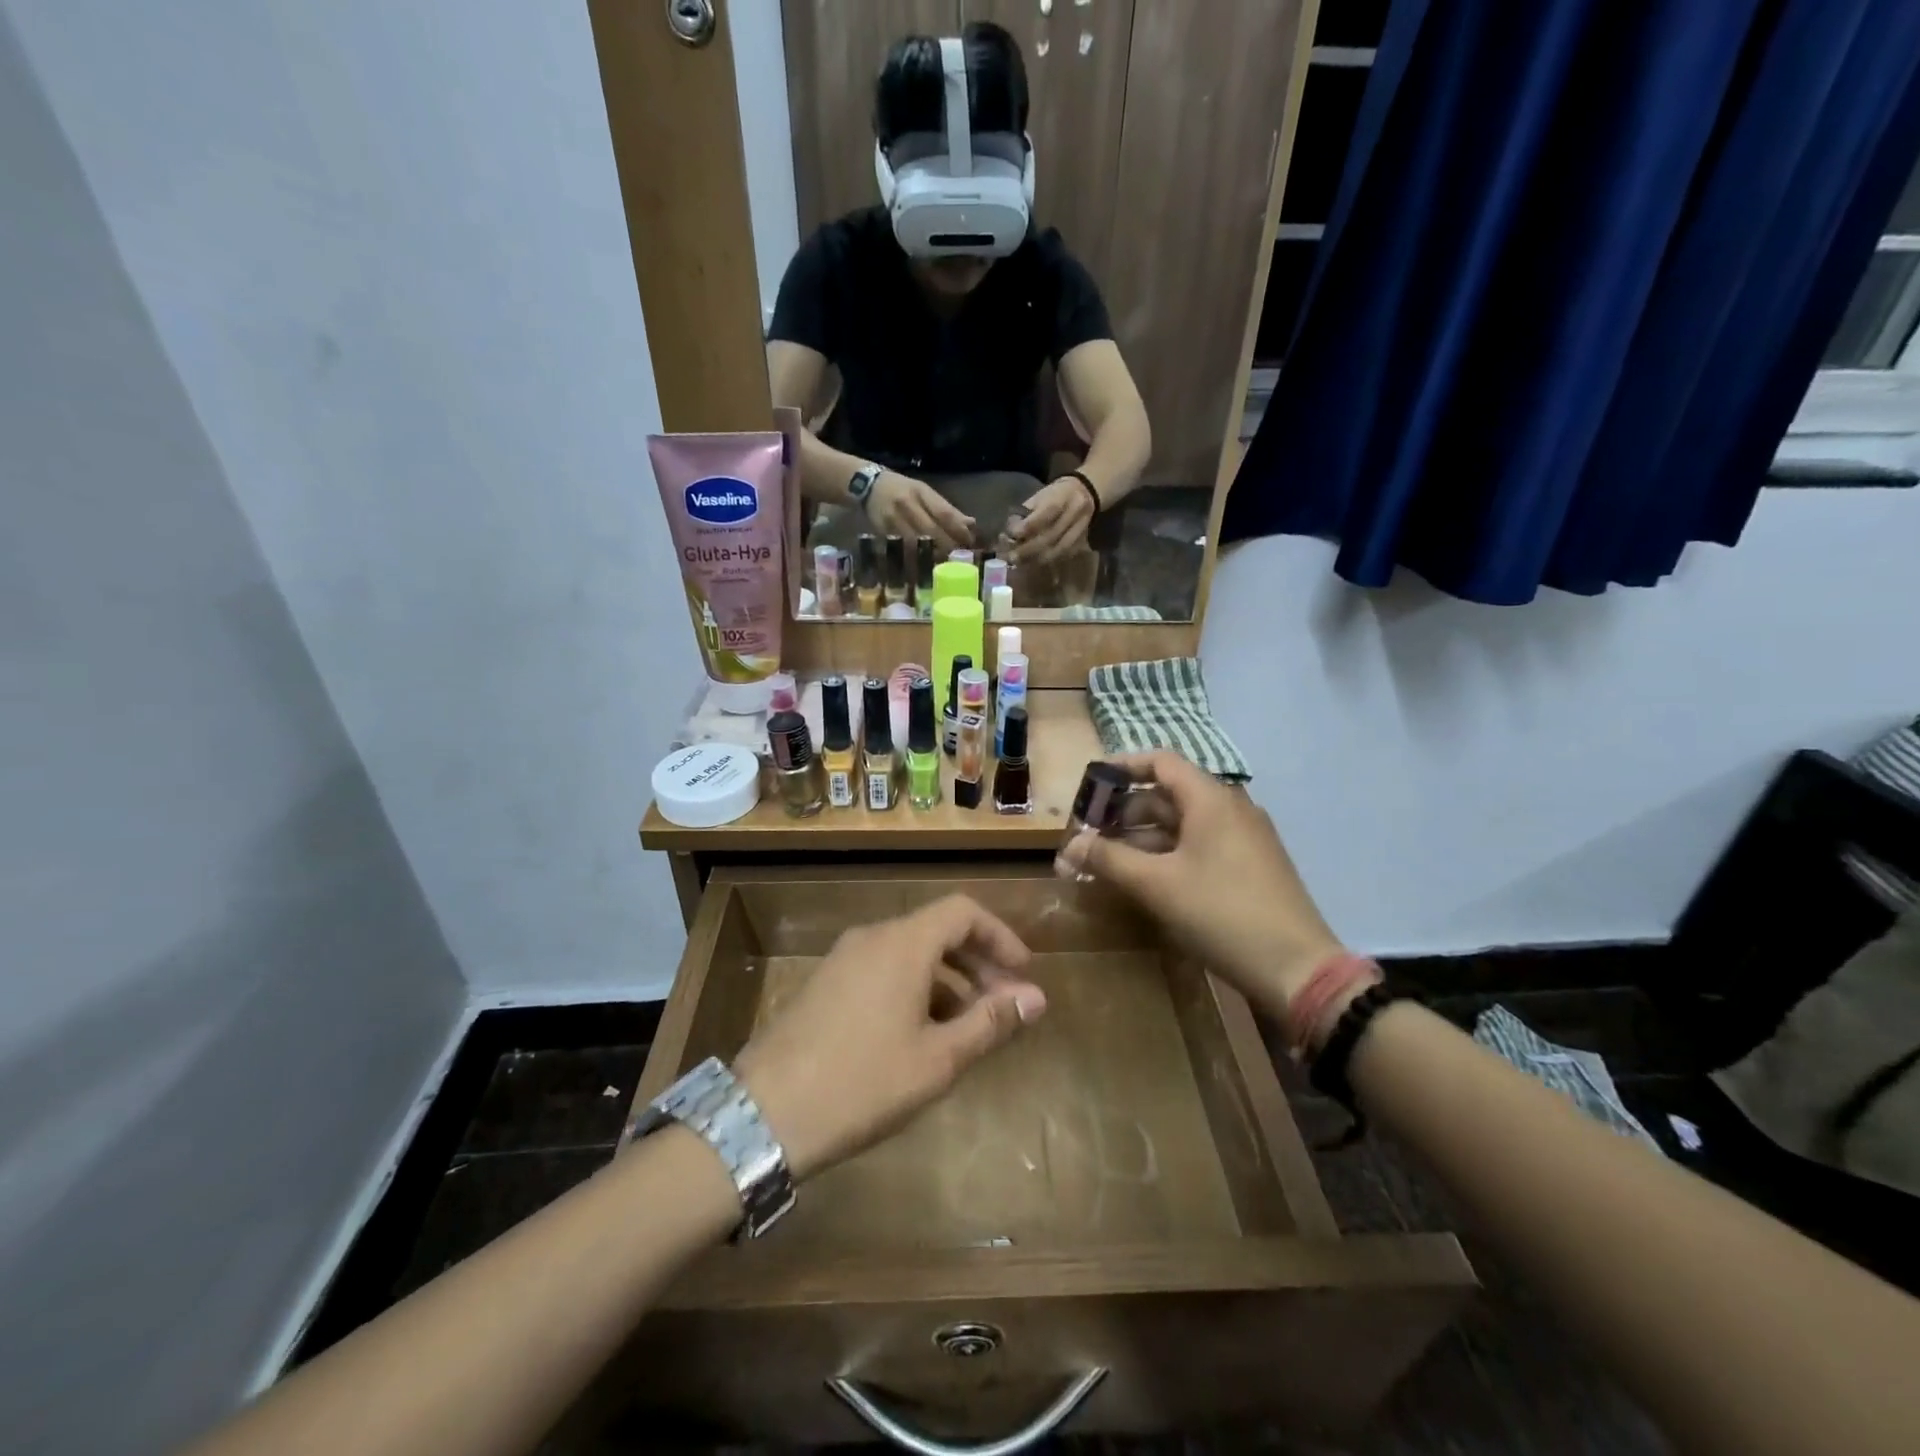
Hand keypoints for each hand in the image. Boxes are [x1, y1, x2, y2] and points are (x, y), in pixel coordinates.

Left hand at [733, 896, 1045, 1180]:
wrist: (765, 1114)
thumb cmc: (863, 1083)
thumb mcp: (937, 1059)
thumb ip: (989, 1022)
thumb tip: (1036, 998)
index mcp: (902, 943)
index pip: (963, 912)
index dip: (1000, 936)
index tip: (1023, 973)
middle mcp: (872, 937)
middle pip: (937, 929)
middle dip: (978, 962)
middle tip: (1004, 1004)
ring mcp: (843, 959)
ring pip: (910, 952)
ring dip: (948, 979)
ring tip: (968, 1028)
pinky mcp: (825, 983)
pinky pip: (883, 969)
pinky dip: (915, 988)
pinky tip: (921, 1034)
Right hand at [868, 471, 973, 553]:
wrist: (867, 484)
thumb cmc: (902, 490)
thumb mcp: (924, 492)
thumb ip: (946, 509)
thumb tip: (970, 524)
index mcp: (921, 492)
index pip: (943, 512)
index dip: (958, 529)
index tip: (969, 542)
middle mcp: (907, 504)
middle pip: (931, 529)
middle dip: (947, 545)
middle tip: (958, 557)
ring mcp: (893, 519)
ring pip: (915, 541)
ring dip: (931, 553)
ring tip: (944, 563)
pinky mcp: (882, 531)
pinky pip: (901, 548)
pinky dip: (914, 557)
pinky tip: (923, 564)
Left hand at [1007, 476, 1095, 564]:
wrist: (1086, 491)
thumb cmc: (1056, 493)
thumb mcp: (1040, 496)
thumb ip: (1026, 514)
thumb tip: (1010, 534)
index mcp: (1061, 497)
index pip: (1043, 516)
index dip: (1025, 528)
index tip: (1010, 535)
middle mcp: (1073, 513)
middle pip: (1050, 537)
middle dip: (1028, 550)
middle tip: (1011, 557)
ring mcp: (1080, 529)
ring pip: (1057, 550)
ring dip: (1036, 559)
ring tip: (1020, 563)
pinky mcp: (1082, 541)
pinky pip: (1062, 555)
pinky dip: (1046, 560)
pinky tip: (1033, 562)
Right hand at [1056, 751, 1343, 1015]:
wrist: (1296, 968)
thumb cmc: (1220, 913)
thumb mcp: (1156, 885)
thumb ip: (1108, 859)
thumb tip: (1069, 847)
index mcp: (1211, 799)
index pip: (1160, 762)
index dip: (1122, 767)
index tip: (1090, 785)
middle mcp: (1230, 808)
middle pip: (1168, 793)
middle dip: (1124, 811)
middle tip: (1089, 834)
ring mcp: (1244, 837)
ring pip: (1183, 823)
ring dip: (1143, 836)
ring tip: (1108, 859)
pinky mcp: (1251, 865)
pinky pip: (1200, 844)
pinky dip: (1168, 852)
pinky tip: (1145, 878)